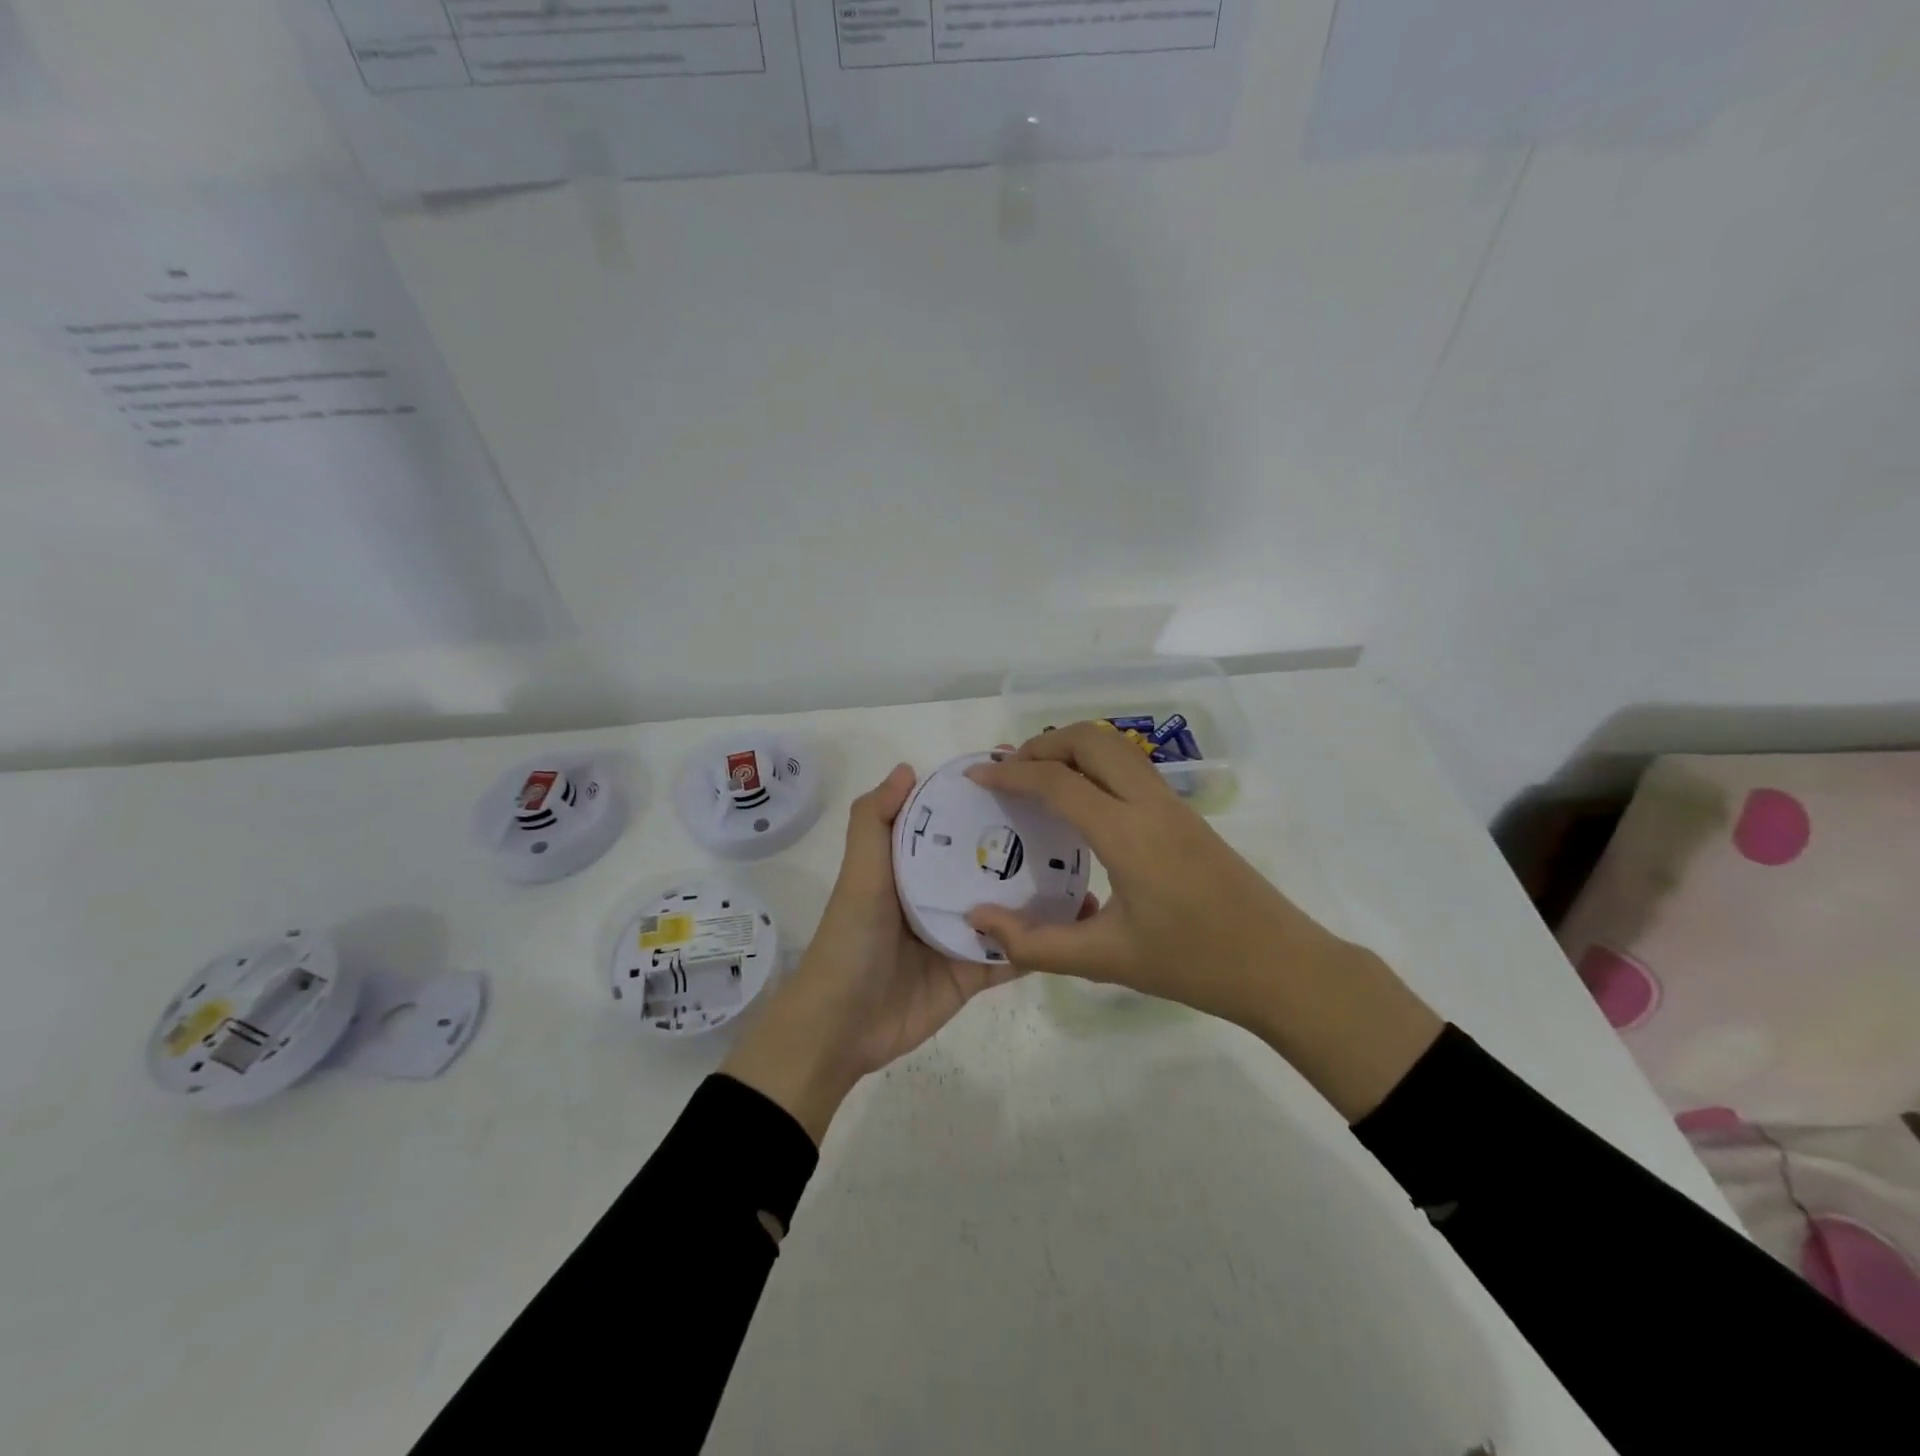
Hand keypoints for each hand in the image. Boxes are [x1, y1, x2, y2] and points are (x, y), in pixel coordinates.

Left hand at [722, 764, 1086, 1143]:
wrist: (841, 1027)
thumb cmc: (851, 941)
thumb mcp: (859, 875)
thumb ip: (875, 822)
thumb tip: (907, 768)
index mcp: (914, 868)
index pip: (954, 827)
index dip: (981, 803)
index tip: (1024, 778)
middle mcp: (940, 895)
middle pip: (989, 866)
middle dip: (1025, 847)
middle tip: (1073, 826)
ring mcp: (960, 935)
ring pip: (1009, 910)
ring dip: (1043, 896)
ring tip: (1086, 874)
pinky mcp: (973, 974)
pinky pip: (1013, 955)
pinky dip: (1040, 943)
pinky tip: (1078, 925)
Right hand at [965, 724, 1441, 1119]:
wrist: (1281, 965)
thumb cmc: (1193, 964)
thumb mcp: (1105, 960)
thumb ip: (1034, 943)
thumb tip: (978, 920)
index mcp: (1126, 833)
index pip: (1057, 781)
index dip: (1010, 773)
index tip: (976, 776)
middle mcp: (1150, 803)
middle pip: (1090, 740)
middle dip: (1042, 744)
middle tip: (1008, 771)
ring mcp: (1173, 804)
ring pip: (1115, 747)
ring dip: (1072, 748)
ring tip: (1038, 777)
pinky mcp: (1186, 814)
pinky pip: (1131, 768)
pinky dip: (1096, 764)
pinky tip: (1082, 802)